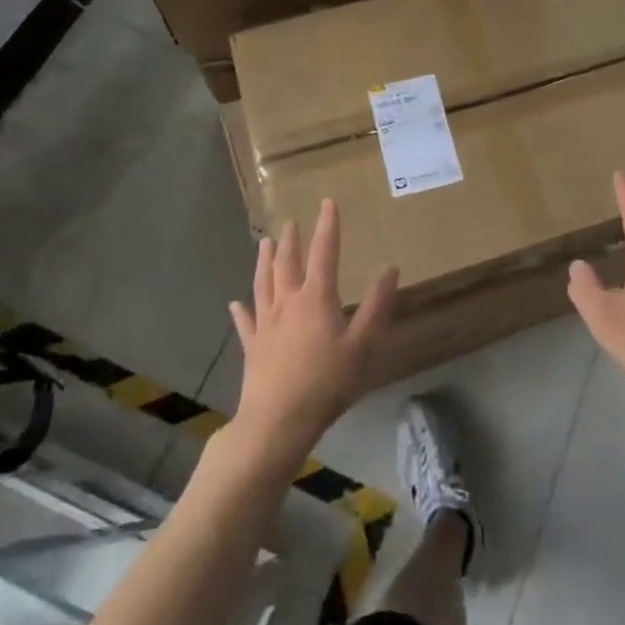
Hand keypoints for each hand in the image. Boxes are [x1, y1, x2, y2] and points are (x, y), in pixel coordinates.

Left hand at [229, 199, 397, 469]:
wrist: (277, 422)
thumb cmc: (326, 383)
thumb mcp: (362, 345)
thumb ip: (377, 306)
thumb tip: (389, 267)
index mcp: (316, 298)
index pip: (324, 252)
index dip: (327, 226)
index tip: (327, 202)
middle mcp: (287, 303)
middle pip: (288, 264)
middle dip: (291, 240)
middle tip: (290, 222)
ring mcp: (265, 325)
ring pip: (263, 284)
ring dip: (264, 261)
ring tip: (263, 242)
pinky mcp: (252, 348)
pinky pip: (245, 323)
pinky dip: (241, 310)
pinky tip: (235, 303)